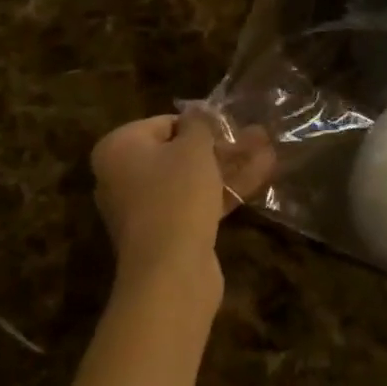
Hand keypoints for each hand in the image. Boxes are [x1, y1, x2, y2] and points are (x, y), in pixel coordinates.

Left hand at [90, 112, 273, 288]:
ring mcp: (145, 209)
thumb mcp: (193, 148)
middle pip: (179, 152)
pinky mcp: (167, 235)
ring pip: (192, 179)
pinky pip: (196, 203)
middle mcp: (123, 177)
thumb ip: (199, 123)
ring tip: (268, 149)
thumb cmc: (176, 196)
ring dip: (229, 165)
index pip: (164, 123)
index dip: (200, 123)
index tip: (229, 124)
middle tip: (255, 135)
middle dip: (221, 145)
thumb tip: (198, 111)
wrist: (170, 275)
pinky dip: (224, 190)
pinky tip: (262, 175)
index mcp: (118, 149)